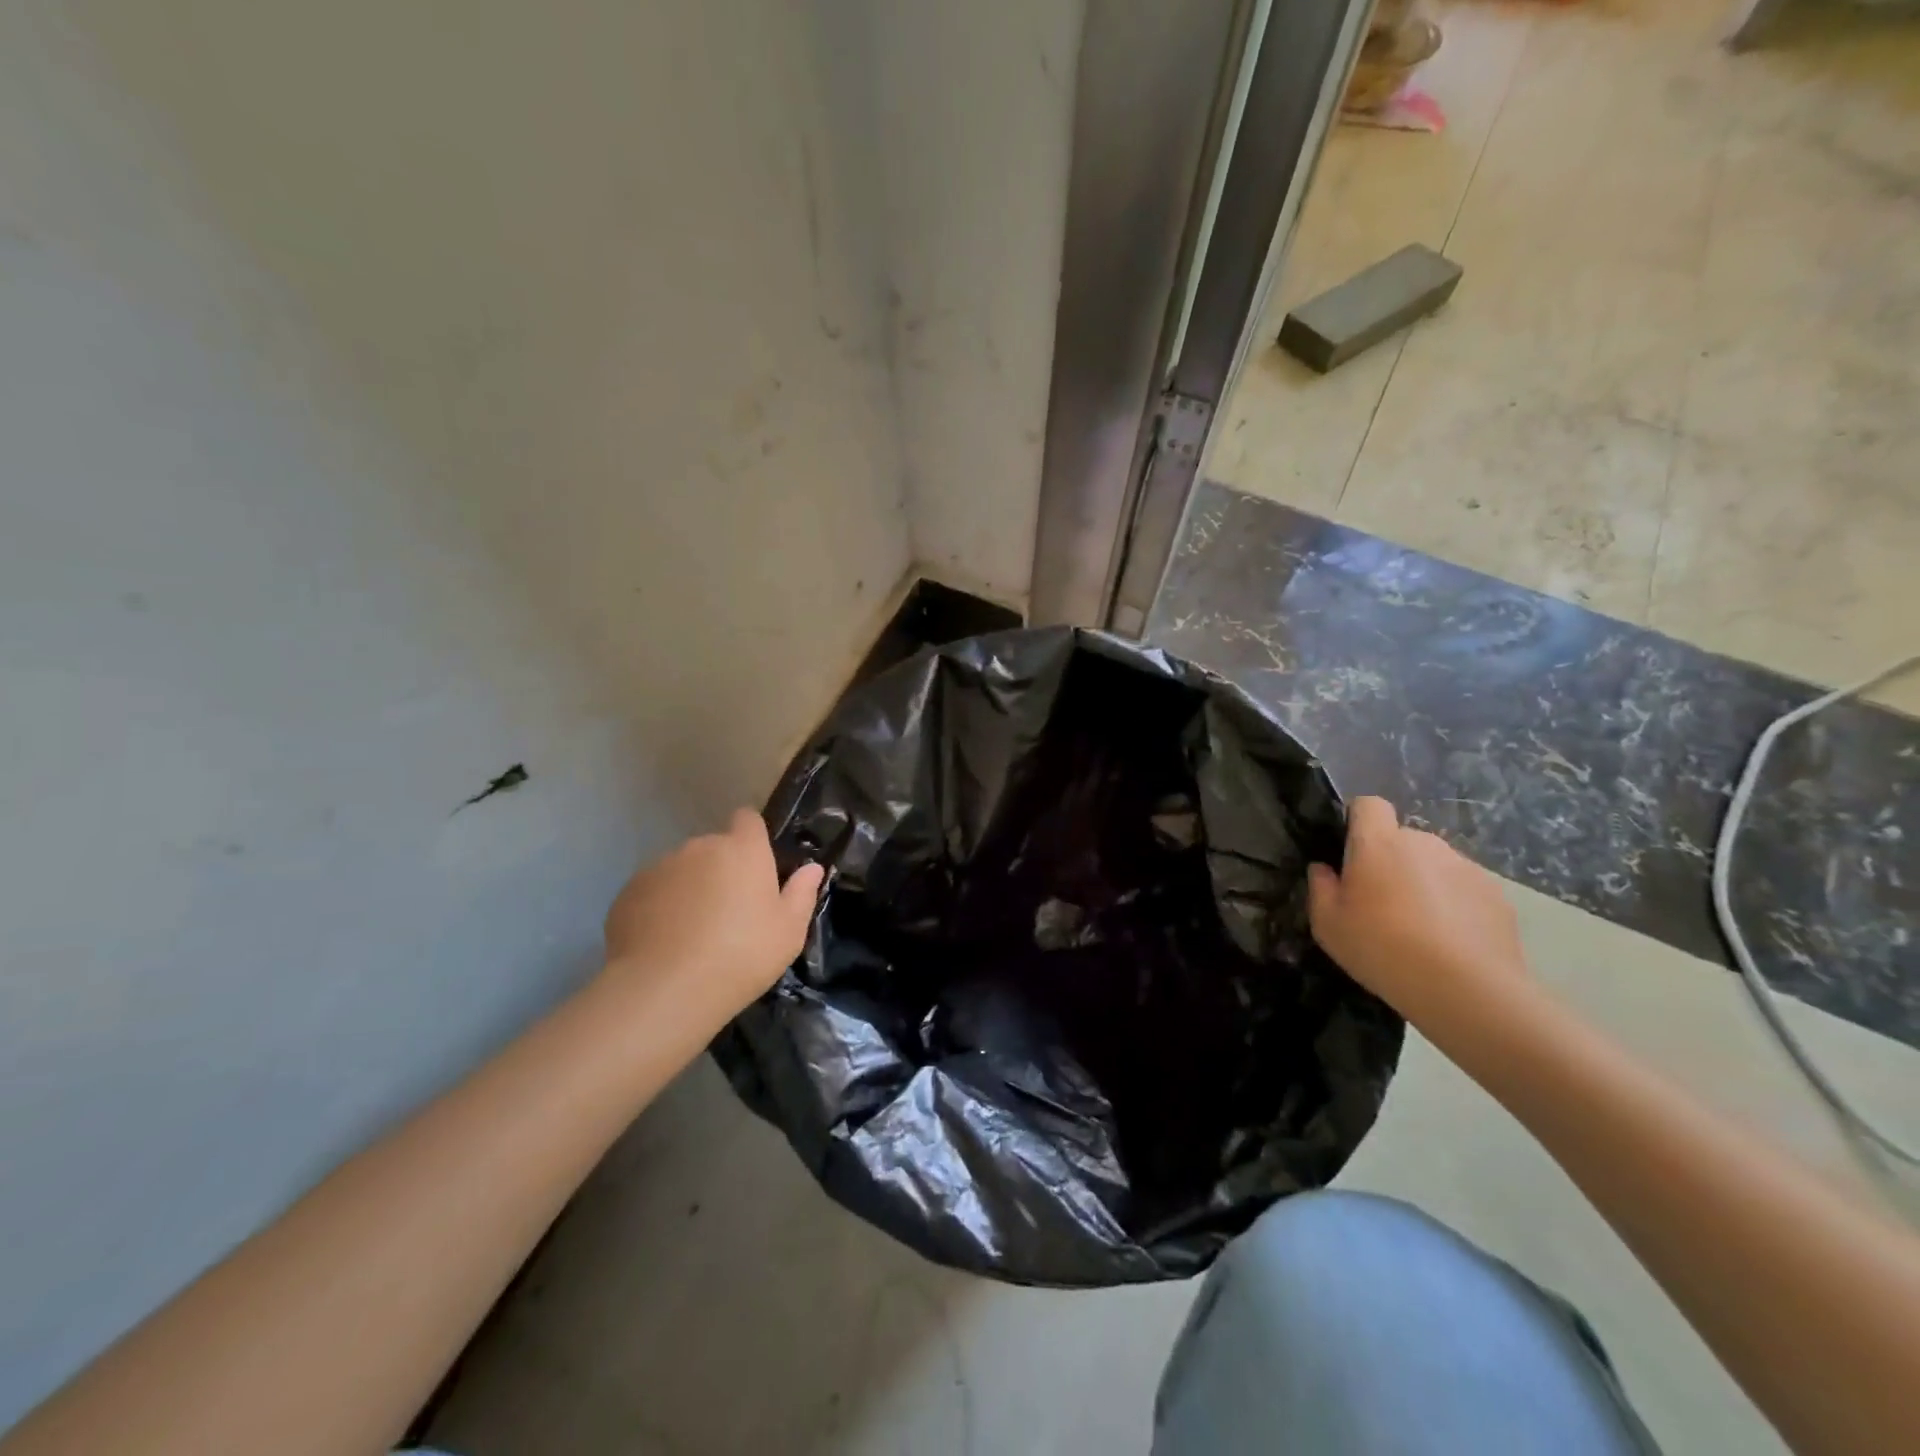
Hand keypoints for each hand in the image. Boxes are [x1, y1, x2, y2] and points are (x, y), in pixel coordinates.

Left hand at [602, 809, 823, 1028]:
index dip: (752, 837)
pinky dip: (660, 908)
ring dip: (690, 888)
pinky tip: (664, 943)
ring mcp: (660, 867)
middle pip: (714, 848)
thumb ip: (802, 894)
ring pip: (682, 870)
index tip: (756, 867)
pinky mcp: (629, 892)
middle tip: (729, 913)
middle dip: (721, 870)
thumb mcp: (788, 931)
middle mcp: (700, 847)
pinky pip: (653, 892)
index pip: (748, 819)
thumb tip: (812, 868)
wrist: (665, 989)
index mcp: (743, 850)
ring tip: (692, 933)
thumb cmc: (742, 955)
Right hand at [1307, 797, 1530, 1038]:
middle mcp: (1423, 843)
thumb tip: (1325, 869)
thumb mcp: (1327, 925)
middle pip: (1401, 839)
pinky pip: (1463, 889)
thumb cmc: (1382, 948)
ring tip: (1420, 930)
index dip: (1358, 821)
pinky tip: (1451, 943)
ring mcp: (1464, 866)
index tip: (1351, 853)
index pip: (1368, 805)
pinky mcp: (1495, 893)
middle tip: (1381, 904)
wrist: (1466, 989)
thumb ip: (1320, 887)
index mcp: (1378, 843)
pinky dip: (1455, 906)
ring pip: (1433, 865)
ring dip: (1423, 884)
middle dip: (1390, 861)